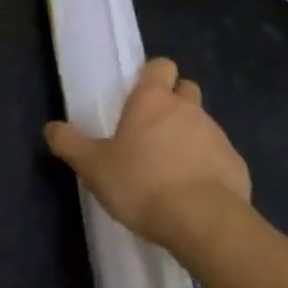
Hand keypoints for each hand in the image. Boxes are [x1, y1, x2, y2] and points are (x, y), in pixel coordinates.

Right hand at [44, 58, 250, 257]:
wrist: (203, 221)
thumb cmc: (142, 184)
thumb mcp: (94, 167)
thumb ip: (71, 144)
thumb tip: (51, 127)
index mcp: (153, 99)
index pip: (161, 66)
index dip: (154, 75)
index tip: (143, 94)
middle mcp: (187, 108)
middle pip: (186, 90)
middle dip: (176, 102)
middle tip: (156, 131)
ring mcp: (217, 134)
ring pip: (204, 124)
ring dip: (191, 137)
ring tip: (173, 170)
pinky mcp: (236, 164)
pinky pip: (220, 157)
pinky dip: (210, 167)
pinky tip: (196, 194)